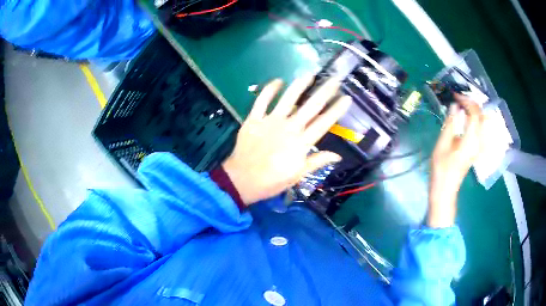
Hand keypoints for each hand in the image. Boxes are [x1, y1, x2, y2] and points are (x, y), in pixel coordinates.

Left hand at [222, 76, 351, 204]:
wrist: (242, 180)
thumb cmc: (272, 181)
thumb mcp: (298, 175)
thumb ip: (317, 162)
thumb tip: (338, 155)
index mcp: (301, 143)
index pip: (323, 123)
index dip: (336, 110)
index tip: (346, 98)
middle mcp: (289, 128)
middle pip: (310, 106)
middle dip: (324, 92)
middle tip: (334, 79)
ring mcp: (271, 121)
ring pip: (288, 98)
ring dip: (299, 85)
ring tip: (309, 74)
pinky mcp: (254, 119)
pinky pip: (262, 100)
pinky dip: (270, 89)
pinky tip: (278, 81)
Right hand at [428, 94, 484, 227]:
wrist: (445, 190)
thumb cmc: (441, 169)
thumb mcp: (442, 145)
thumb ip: (450, 124)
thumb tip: (454, 106)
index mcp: (471, 140)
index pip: (474, 113)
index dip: (466, 101)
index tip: (454, 96)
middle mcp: (479, 142)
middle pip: (481, 116)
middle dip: (471, 103)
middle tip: (458, 99)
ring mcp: (479, 146)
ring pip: (482, 121)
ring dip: (474, 110)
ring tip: (462, 106)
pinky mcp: (477, 149)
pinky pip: (480, 129)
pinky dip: (475, 119)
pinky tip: (466, 118)